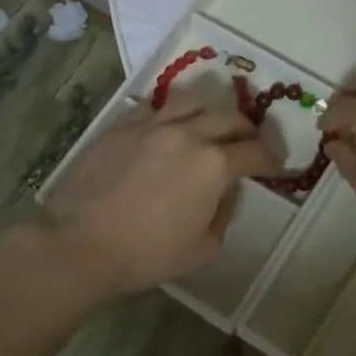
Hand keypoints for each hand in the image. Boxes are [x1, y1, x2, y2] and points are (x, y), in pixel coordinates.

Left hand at [43, 92, 277, 296]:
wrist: (81, 244)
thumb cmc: (147, 254)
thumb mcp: (203, 249)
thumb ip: (223, 214)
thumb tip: (225, 192)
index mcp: (215, 165)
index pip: (255, 152)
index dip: (271, 158)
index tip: (274, 165)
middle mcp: (189, 135)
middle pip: (230, 118)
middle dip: (247, 130)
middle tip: (248, 143)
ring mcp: (152, 125)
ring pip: (192, 101)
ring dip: (209, 113)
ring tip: (207, 126)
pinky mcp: (121, 126)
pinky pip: (153, 107)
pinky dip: (168, 113)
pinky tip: (165, 126)